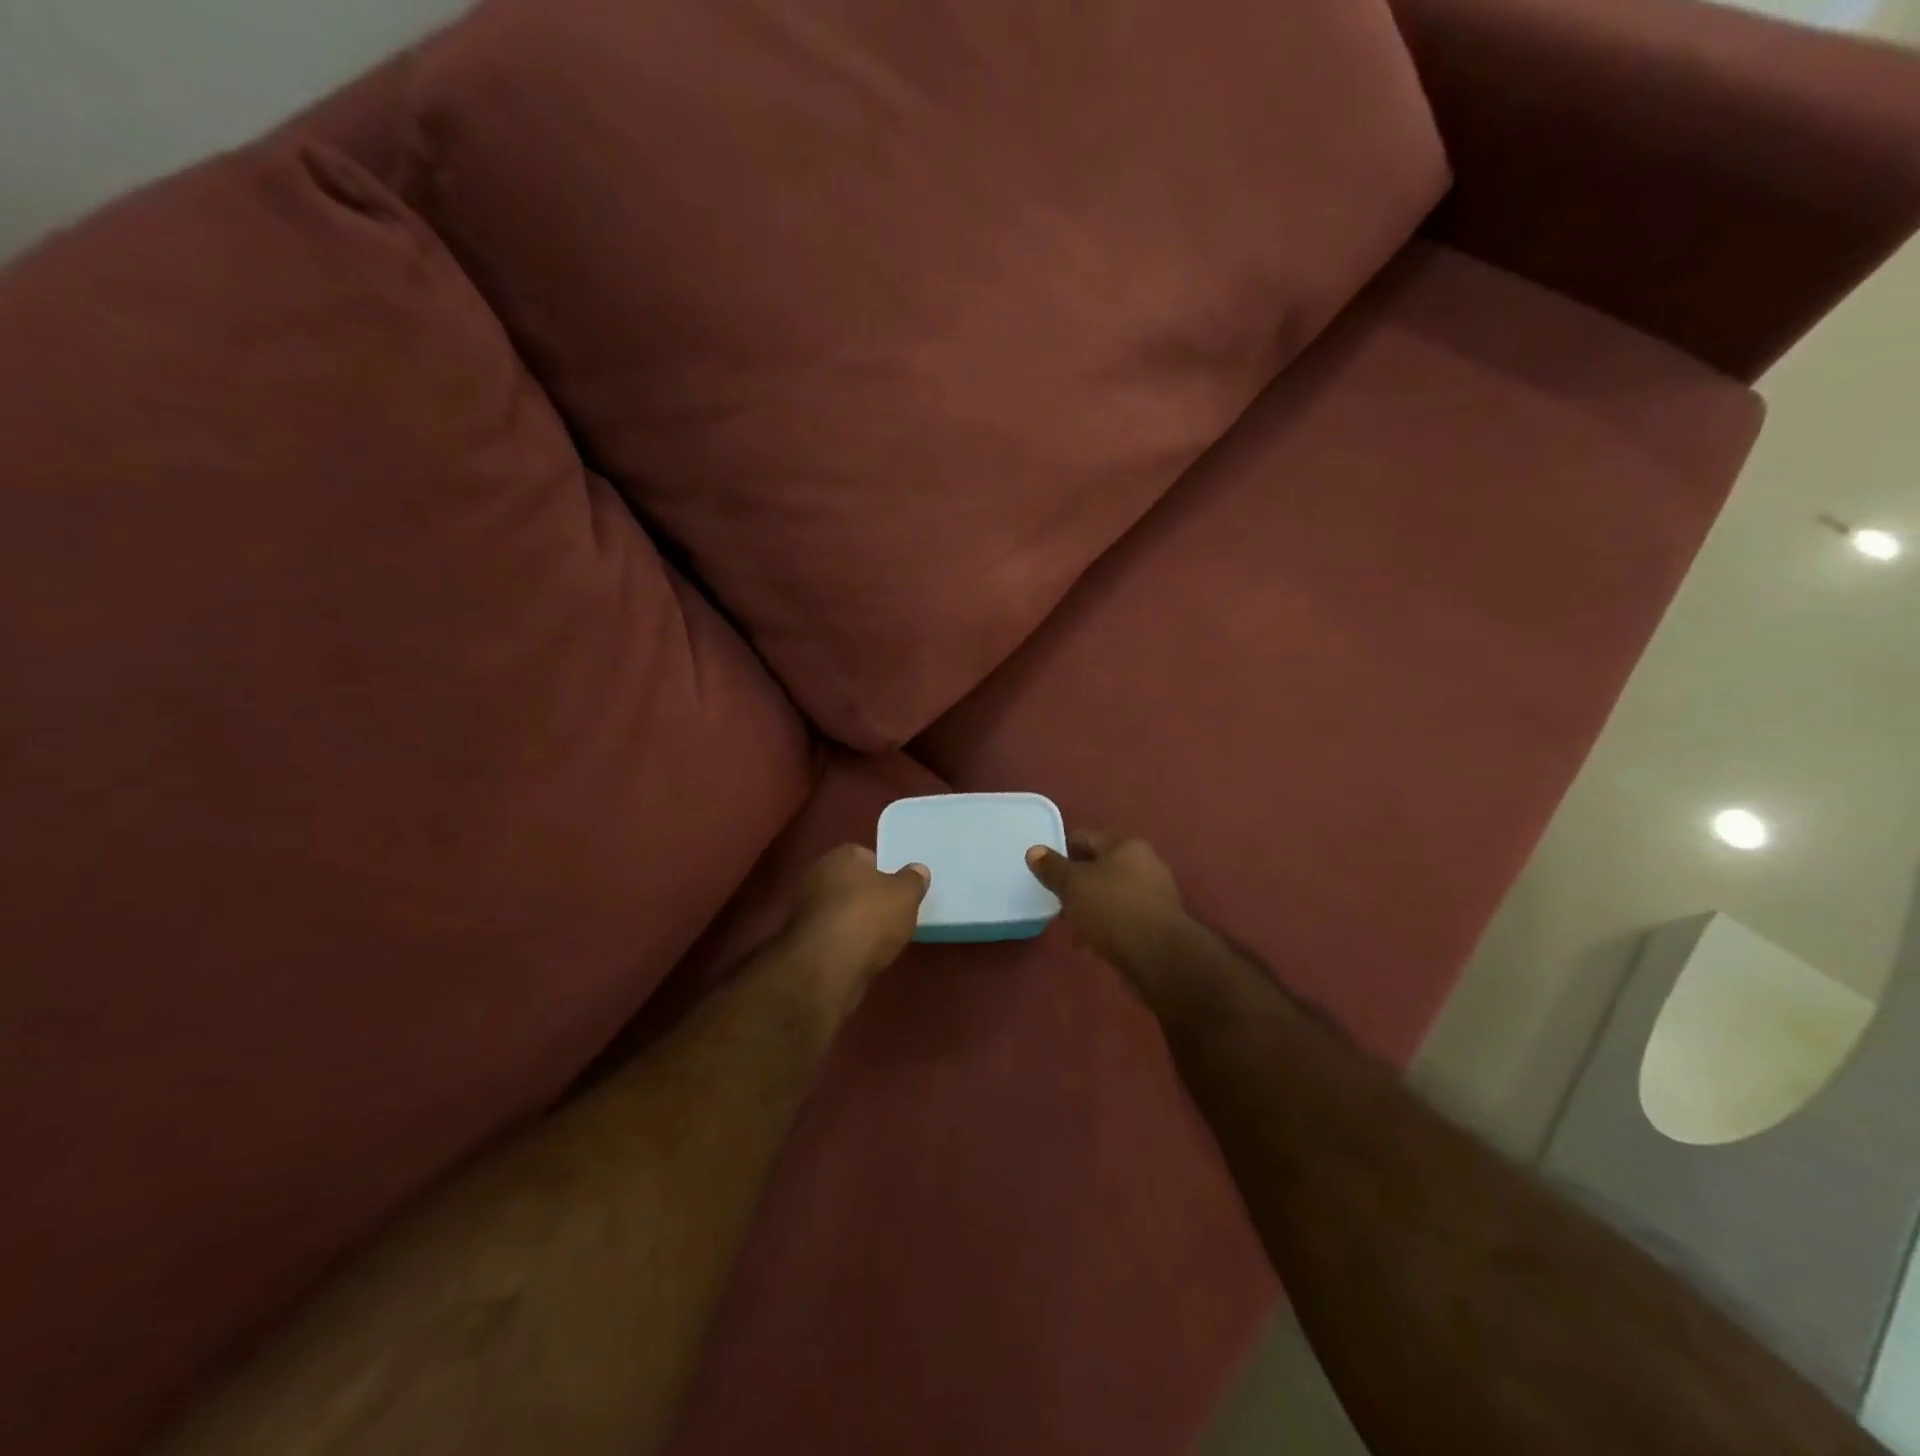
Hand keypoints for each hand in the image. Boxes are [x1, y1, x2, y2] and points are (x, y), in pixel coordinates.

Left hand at [783, 844, 929, 1015]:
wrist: (827, 966)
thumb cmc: (870, 918)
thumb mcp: (906, 895)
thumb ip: (913, 880)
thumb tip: (918, 869)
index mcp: (841, 856)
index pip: (864, 856)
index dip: (882, 872)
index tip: (896, 891)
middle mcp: (816, 876)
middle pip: (848, 883)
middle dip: (864, 896)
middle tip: (888, 914)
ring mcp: (803, 909)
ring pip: (836, 910)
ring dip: (851, 922)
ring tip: (875, 940)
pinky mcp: (800, 941)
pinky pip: (828, 936)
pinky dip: (840, 944)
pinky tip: (856, 956)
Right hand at [1025, 831, 1189, 986]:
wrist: (1159, 956)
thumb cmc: (1112, 909)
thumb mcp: (1073, 885)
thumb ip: (1052, 868)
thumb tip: (1034, 850)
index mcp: (1126, 845)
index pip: (1085, 837)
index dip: (1061, 851)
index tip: (1044, 871)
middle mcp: (1146, 863)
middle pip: (1100, 866)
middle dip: (1078, 882)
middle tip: (1056, 899)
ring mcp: (1156, 893)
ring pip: (1112, 892)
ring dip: (1092, 905)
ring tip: (1072, 923)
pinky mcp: (1160, 922)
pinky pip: (1124, 915)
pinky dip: (1108, 923)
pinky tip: (1093, 940)